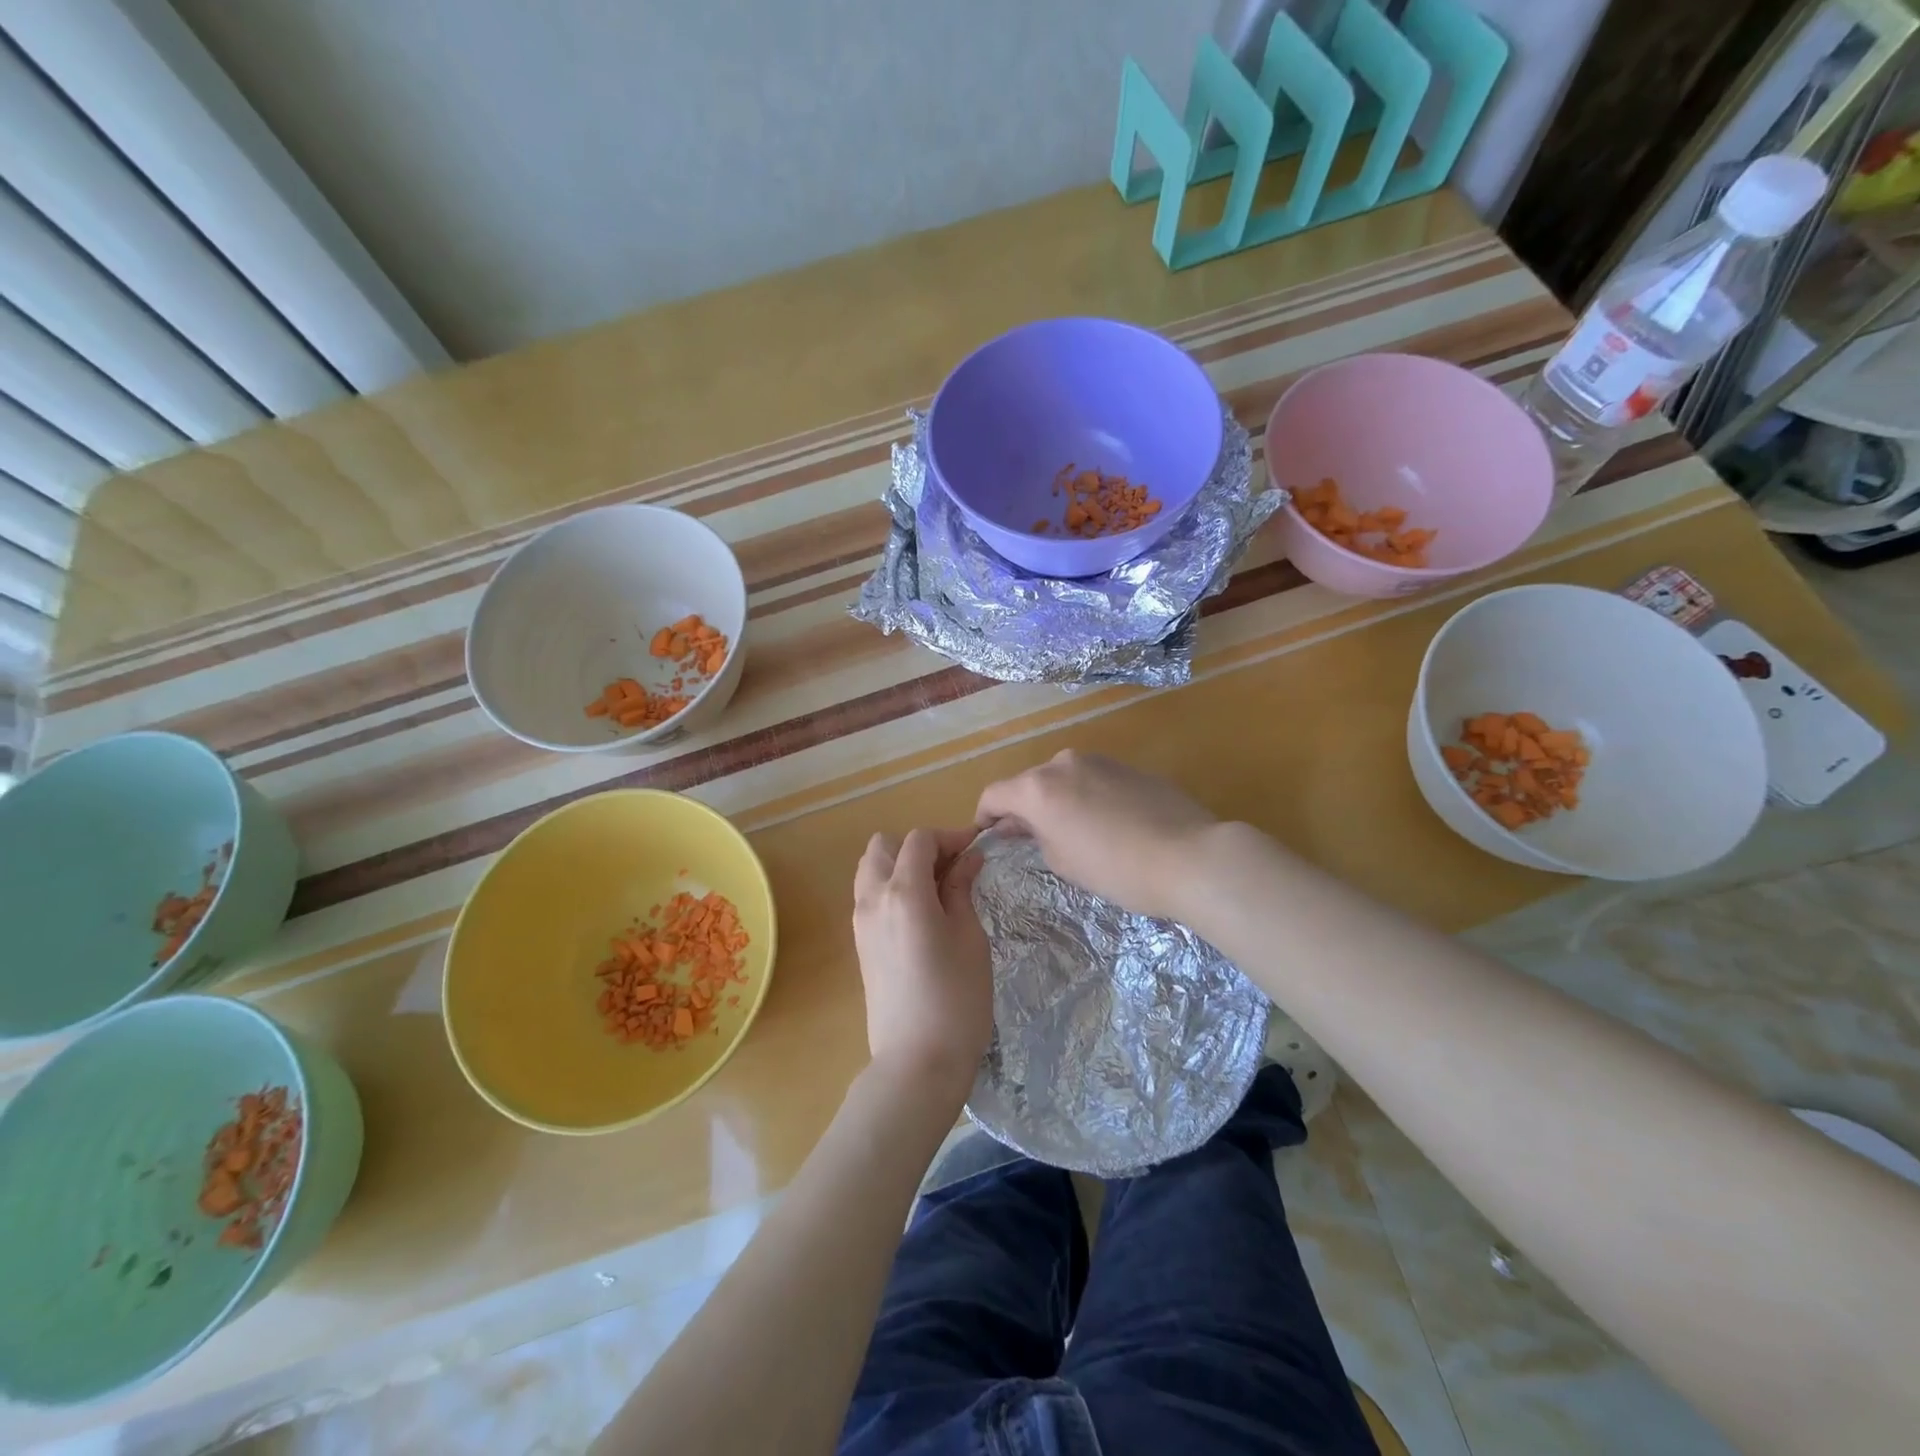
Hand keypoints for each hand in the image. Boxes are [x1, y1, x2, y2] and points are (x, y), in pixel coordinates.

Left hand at [852, 828, 991, 1103]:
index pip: (919, 840)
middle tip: (953, 868)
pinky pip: (869, 896)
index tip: (976, 848)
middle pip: (884, 846)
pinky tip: (922, 913)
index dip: (950, 836)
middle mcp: (872, 898)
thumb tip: (968, 858)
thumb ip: (962, 889)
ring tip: (938, 889)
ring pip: (871, 869)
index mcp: (902, 891)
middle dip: (919, 846)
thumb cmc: (956, 998)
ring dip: (901, 865)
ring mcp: (861, 922)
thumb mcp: (970, 937)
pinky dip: (891, 888)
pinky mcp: (860, 944)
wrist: (917, 1062)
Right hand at [974, 750, 1219, 921]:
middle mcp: (1063, 763)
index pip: (994, 795)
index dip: (984, 817)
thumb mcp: (1063, 862)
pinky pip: (1092, 780)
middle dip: (1023, 809)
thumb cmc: (1116, 869)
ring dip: (1056, 801)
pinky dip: (1085, 797)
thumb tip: (1025, 825)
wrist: (1189, 856)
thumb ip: (1035, 836)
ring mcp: (1099, 760)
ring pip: (1062, 779)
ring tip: (1072, 833)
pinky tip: (1105, 825)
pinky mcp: (1128, 766)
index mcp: (1038, 787)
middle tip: (1030, 840)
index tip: (987, 835)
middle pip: (1028, 784)